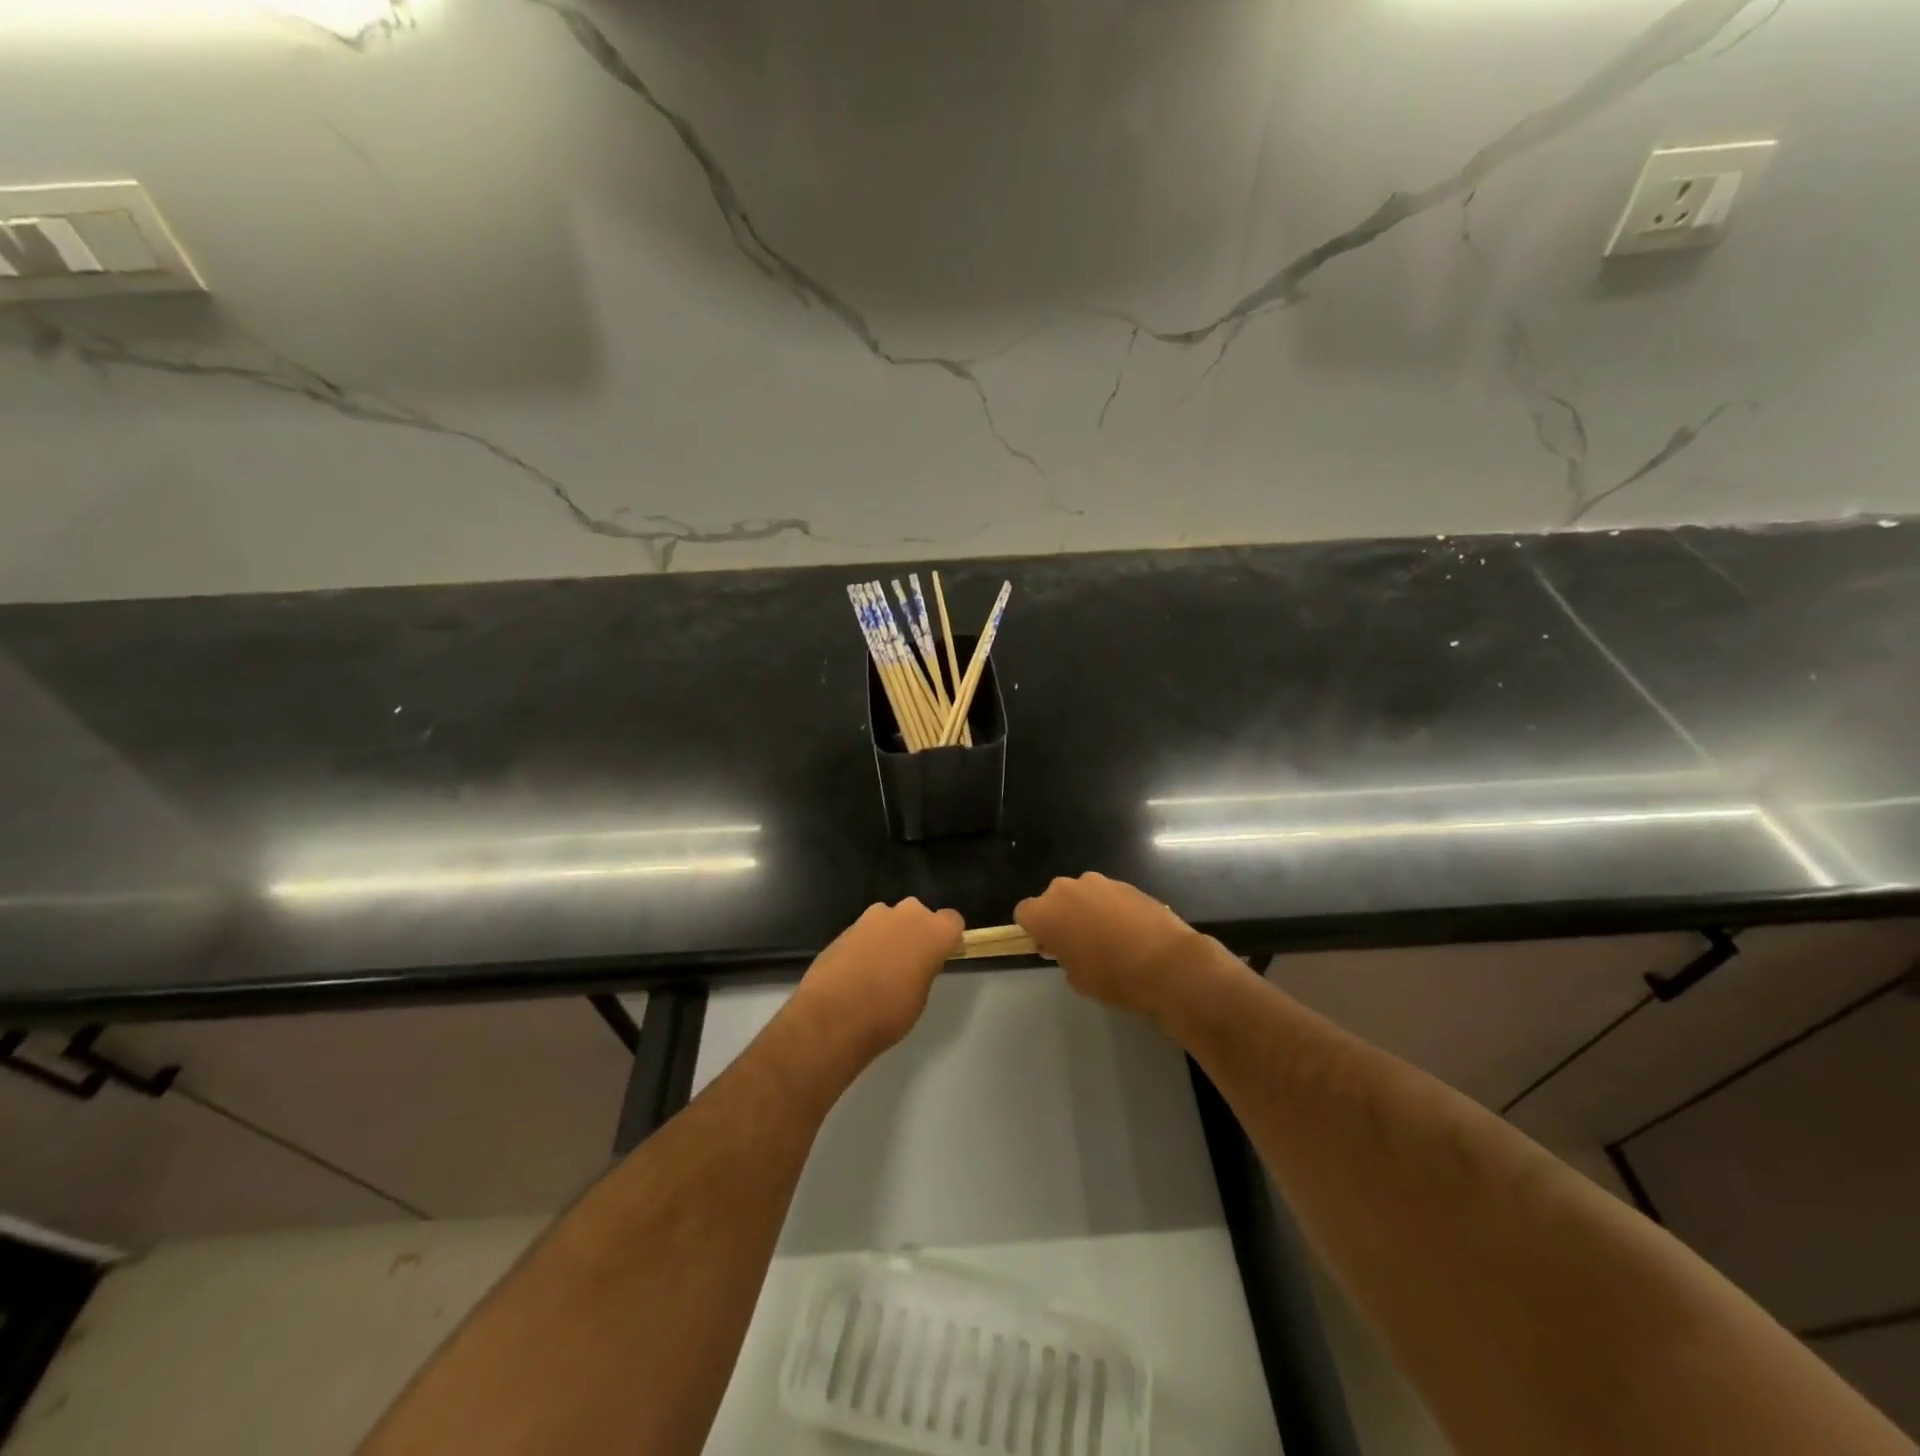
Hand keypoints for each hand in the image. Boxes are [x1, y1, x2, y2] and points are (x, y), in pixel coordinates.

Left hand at [791, 899, 963, 1064]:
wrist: (833, 1016)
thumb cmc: (888, 1013)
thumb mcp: (920, 995)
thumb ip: (923, 968)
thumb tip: (915, 963)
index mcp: (933, 931)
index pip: (952, 921)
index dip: (946, 938)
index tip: (938, 956)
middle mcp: (906, 914)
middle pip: (918, 915)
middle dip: (915, 932)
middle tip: (908, 963)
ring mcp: (872, 917)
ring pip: (889, 920)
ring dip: (888, 936)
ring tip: (878, 969)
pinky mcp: (846, 926)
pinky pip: (866, 931)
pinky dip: (866, 944)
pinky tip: (856, 971)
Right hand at [1015, 873, 1208, 1024]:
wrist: (1165, 963)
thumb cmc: (1112, 976)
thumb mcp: (1076, 976)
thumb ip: (1063, 954)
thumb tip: (1069, 944)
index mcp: (1046, 912)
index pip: (1024, 912)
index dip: (1034, 929)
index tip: (1050, 946)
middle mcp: (1066, 888)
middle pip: (1053, 898)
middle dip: (1061, 916)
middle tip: (1079, 943)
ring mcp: (1098, 882)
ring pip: (1081, 894)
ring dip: (1086, 909)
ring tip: (1109, 937)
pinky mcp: (1125, 883)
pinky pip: (1107, 895)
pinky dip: (1111, 908)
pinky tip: (1130, 931)